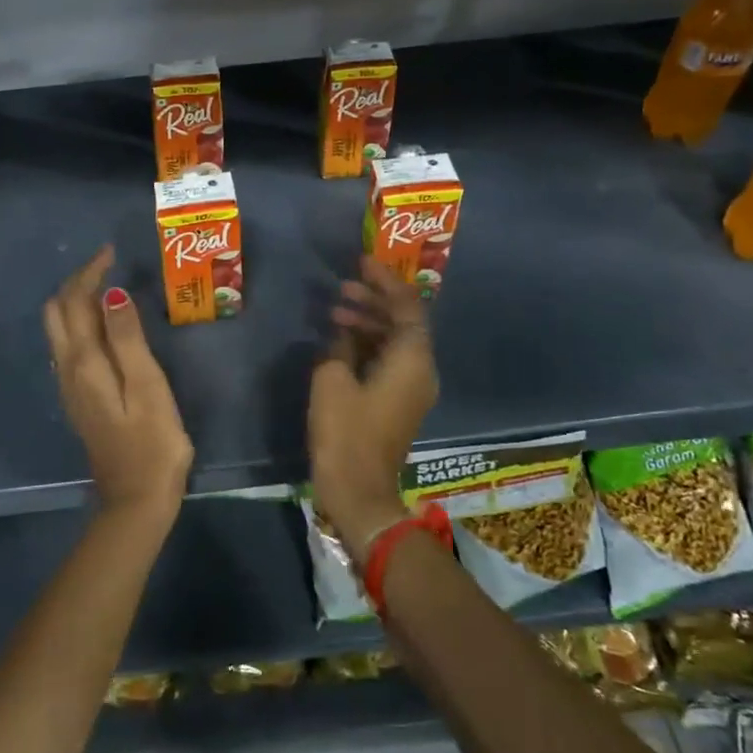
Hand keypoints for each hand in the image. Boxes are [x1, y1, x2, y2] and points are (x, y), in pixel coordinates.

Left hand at [43, 245, 193, 518]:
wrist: (136, 500)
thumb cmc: (152, 442)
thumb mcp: (147, 386)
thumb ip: (127, 338)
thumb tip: (111, 293)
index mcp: (84, 362)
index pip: (74, 302)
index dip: (90, 273)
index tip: (112, 253)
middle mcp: (68, 370)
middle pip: (58, 313)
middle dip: (77, 283)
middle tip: (108, 266)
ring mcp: (70, 387)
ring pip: (60, 330)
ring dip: (77, 302)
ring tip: (108, 288)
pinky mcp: (80, 400)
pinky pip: (69, 347)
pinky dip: (81, 323)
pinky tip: (105, 327)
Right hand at [308, 259, 438, 558]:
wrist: (359, 490)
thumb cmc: (346, 431)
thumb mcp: (332, 379)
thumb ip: (341, 346)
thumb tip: (345, 336)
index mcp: (412, 359)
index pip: (407, 305)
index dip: (385, 280)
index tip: (362, 262)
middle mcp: (420, 369)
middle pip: (403, 321)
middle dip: (374, 300)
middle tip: (342, 286)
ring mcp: (412, 388)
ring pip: (394, 341)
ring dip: (368, 323)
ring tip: (334, 311)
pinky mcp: (399, 403)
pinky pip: (389, 360)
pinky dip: (368, 345)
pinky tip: (340, 340)